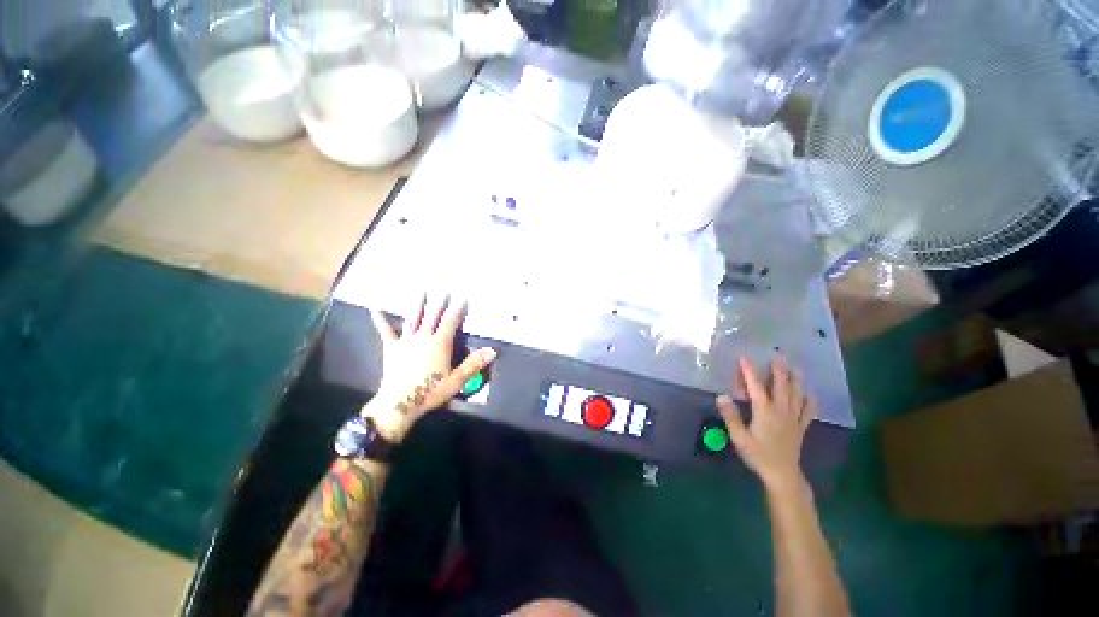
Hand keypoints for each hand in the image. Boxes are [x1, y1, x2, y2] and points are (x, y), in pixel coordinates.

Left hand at [365, 294, 496, 442]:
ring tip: (421, 291)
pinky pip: (386, 331)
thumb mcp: (456, 380)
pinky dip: (381, 320)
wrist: (399, 404)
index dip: (458, 309)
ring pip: (413, 318)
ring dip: (418, 304)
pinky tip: (375, 309)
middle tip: (444, 289)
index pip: (451, 321)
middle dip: (440, 302)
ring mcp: (406, 341)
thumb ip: (473, 364)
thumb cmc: (429, 392)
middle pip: (433, 315)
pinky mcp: (392, 348)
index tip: (463, 297)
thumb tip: (492, 351)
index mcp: (439, 344)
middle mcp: (423, 337)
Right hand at [716, 356, 816, 491]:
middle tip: (778, 355)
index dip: (749, 371)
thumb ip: (731, 416)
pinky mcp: (800, 428)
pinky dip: (810, 402)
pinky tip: (811, 396)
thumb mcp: (739, 437)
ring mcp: (793, 419)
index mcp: (764, 412)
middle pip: (781, 386)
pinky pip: (807, 412)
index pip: (756, 387)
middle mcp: (781, 411)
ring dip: (796, 381)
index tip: (745, 357)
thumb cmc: (758, 455)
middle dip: (778, 370)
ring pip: (797, 396)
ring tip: (796, 369)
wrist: (782, 475)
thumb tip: (722, 395)